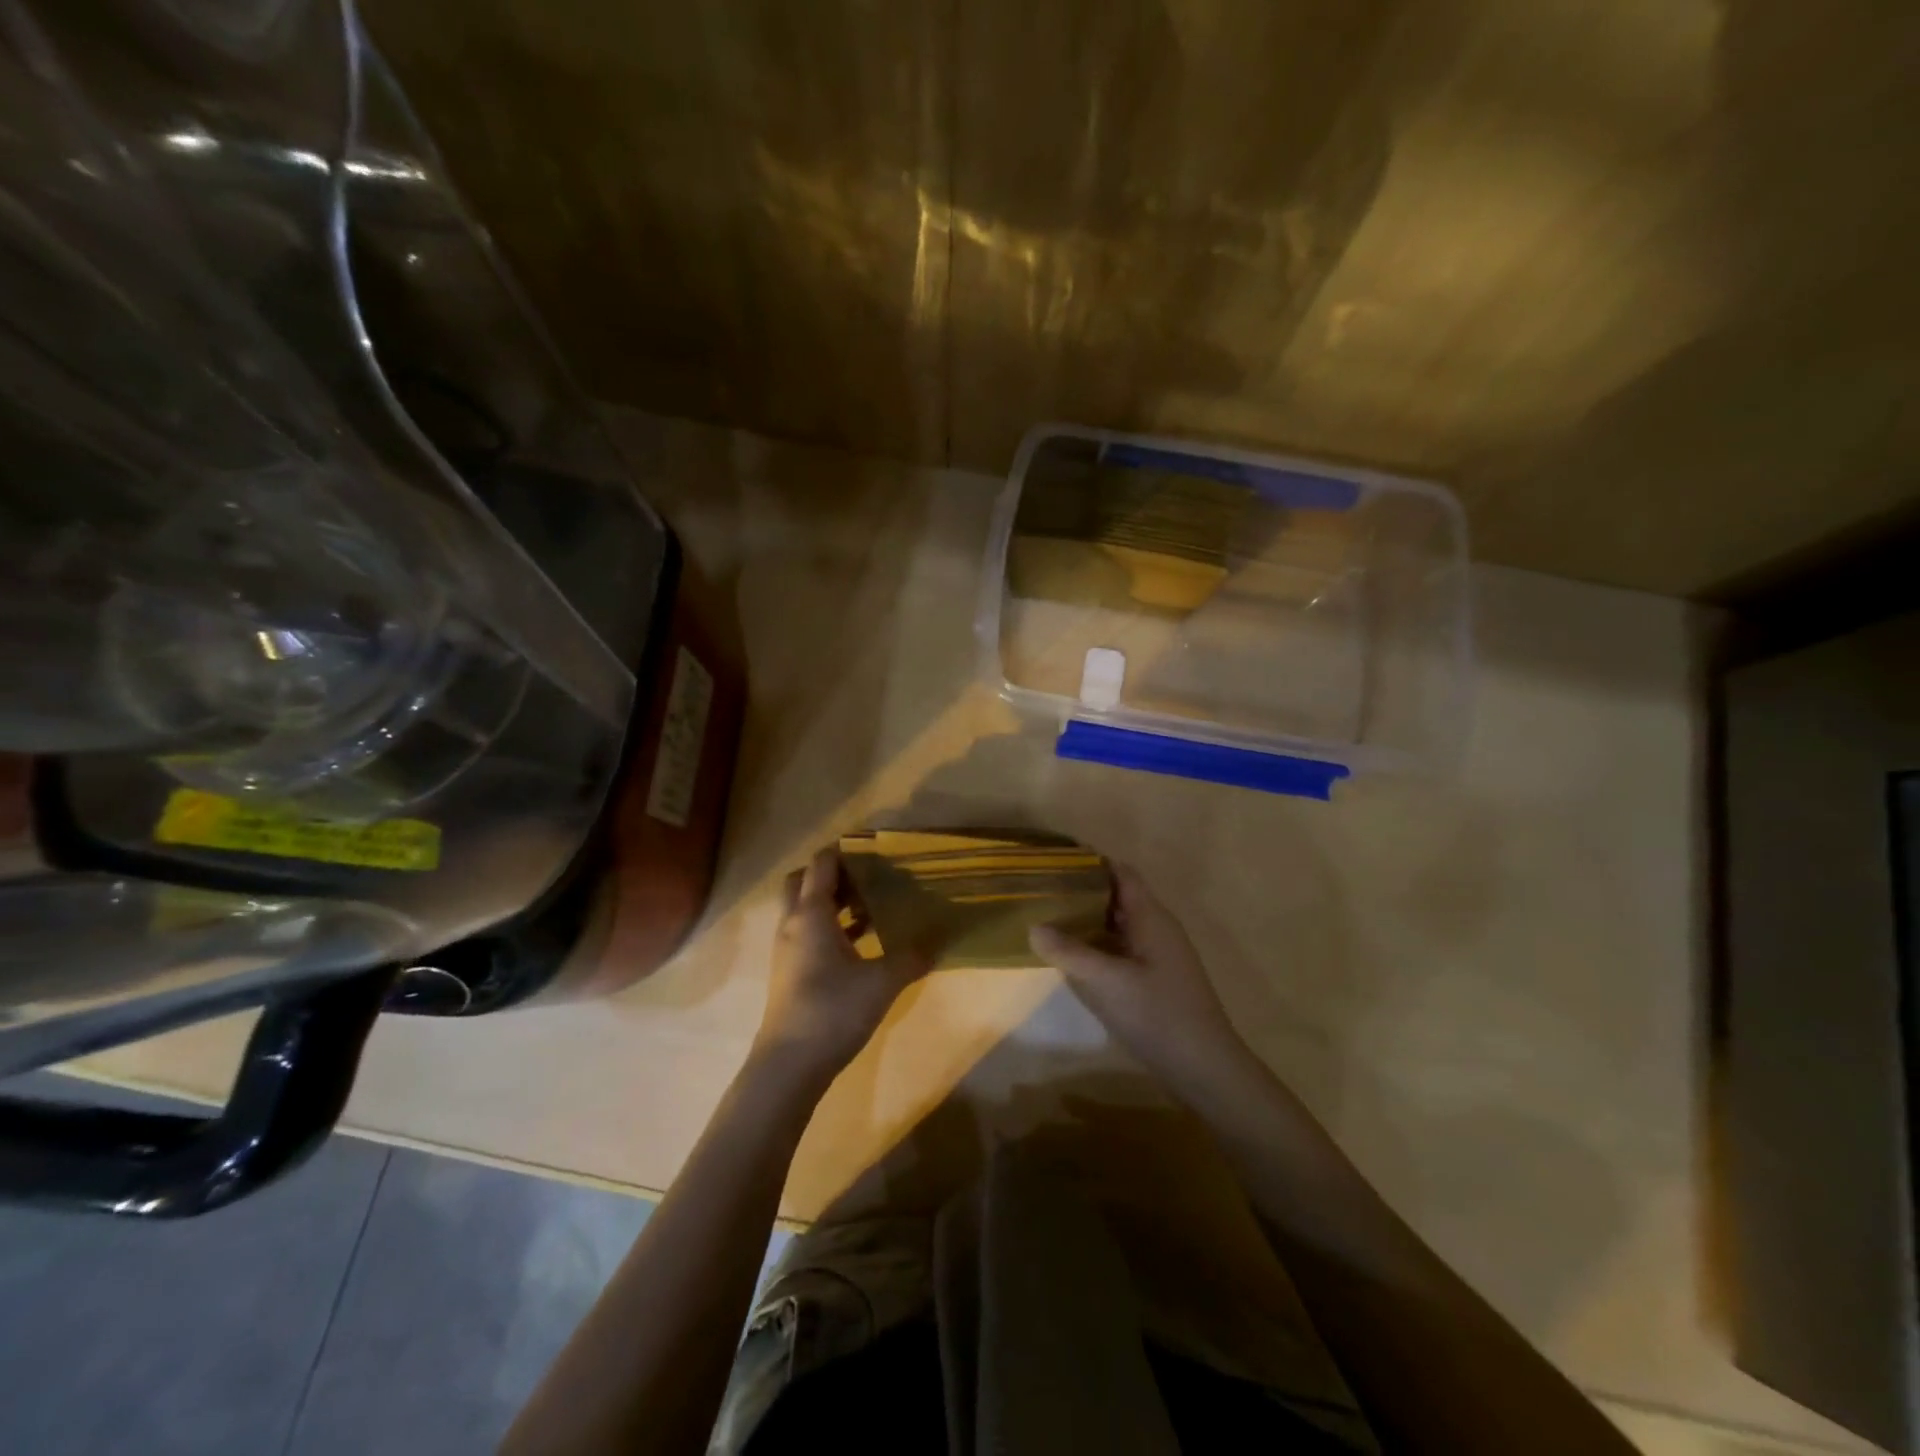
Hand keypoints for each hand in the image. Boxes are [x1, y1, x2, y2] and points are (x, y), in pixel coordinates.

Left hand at [751, 846, 931, 1087]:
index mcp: (810, 914)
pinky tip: (862, 943)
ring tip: (874, 906)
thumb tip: (938, 940)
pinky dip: (831, 928)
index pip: (821, 864)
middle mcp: (793, 924)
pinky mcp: (790, 972)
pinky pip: (809, 934)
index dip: (845, 850)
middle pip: (803, 881)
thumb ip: (911, 957)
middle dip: (833, 874)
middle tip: (869, 876)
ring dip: (833, 902)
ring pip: (805, 910)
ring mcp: (788, 950)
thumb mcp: (882, 982)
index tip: (874, 846)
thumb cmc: (833, 1011)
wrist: (788, 1066)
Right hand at [1029, 862, 1249, 1089]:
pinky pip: (1121, 949)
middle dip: (1082, 891)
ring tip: (1048, 918)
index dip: (1091, 863)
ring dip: (1087, 919)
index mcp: (1151, 917)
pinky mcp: (1154, 980)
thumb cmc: (1158, 1015)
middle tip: (1041, 890)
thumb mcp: (1107, 982)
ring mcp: (1158, 955)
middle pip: (1117, 897)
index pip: (1121, 873)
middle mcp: (1156, 928)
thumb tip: (1033, 926)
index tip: (1055, 861)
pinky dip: (1097, 945)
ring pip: (1118, 925)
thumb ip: (1069, 952)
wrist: (1204, 1068)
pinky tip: (1072, 956)